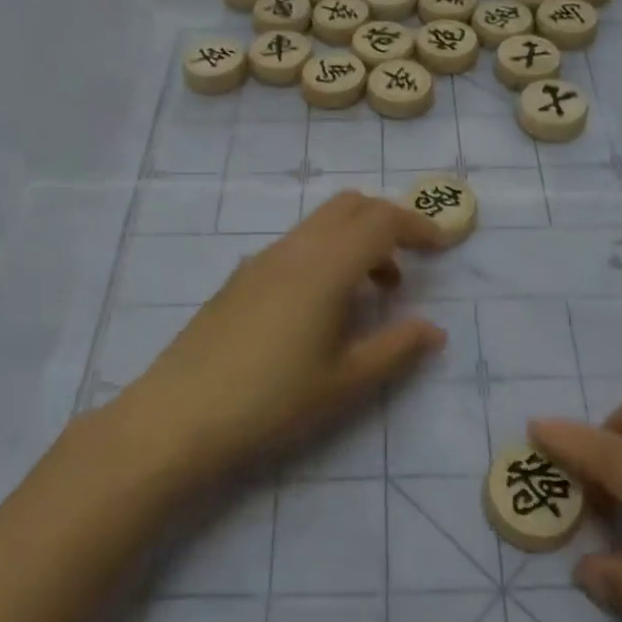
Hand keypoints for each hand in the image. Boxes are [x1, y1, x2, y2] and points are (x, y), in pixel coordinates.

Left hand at [122, 192, 446, 480]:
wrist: (179, 415)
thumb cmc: (272, 400)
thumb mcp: (345, 382)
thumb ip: (396, 348)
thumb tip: (433, 328)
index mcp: (326, 266)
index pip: (382, 220)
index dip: (418, 226)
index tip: (442, 247)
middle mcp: (295, 249)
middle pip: (351, 206)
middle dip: (388, 221)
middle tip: (411, 260)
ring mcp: (262, 259)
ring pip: (321, 224)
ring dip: (356, 239)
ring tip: (373, 291)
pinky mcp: (241, 277)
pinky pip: (297, 245)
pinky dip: (326, 253)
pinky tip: (323, 305)